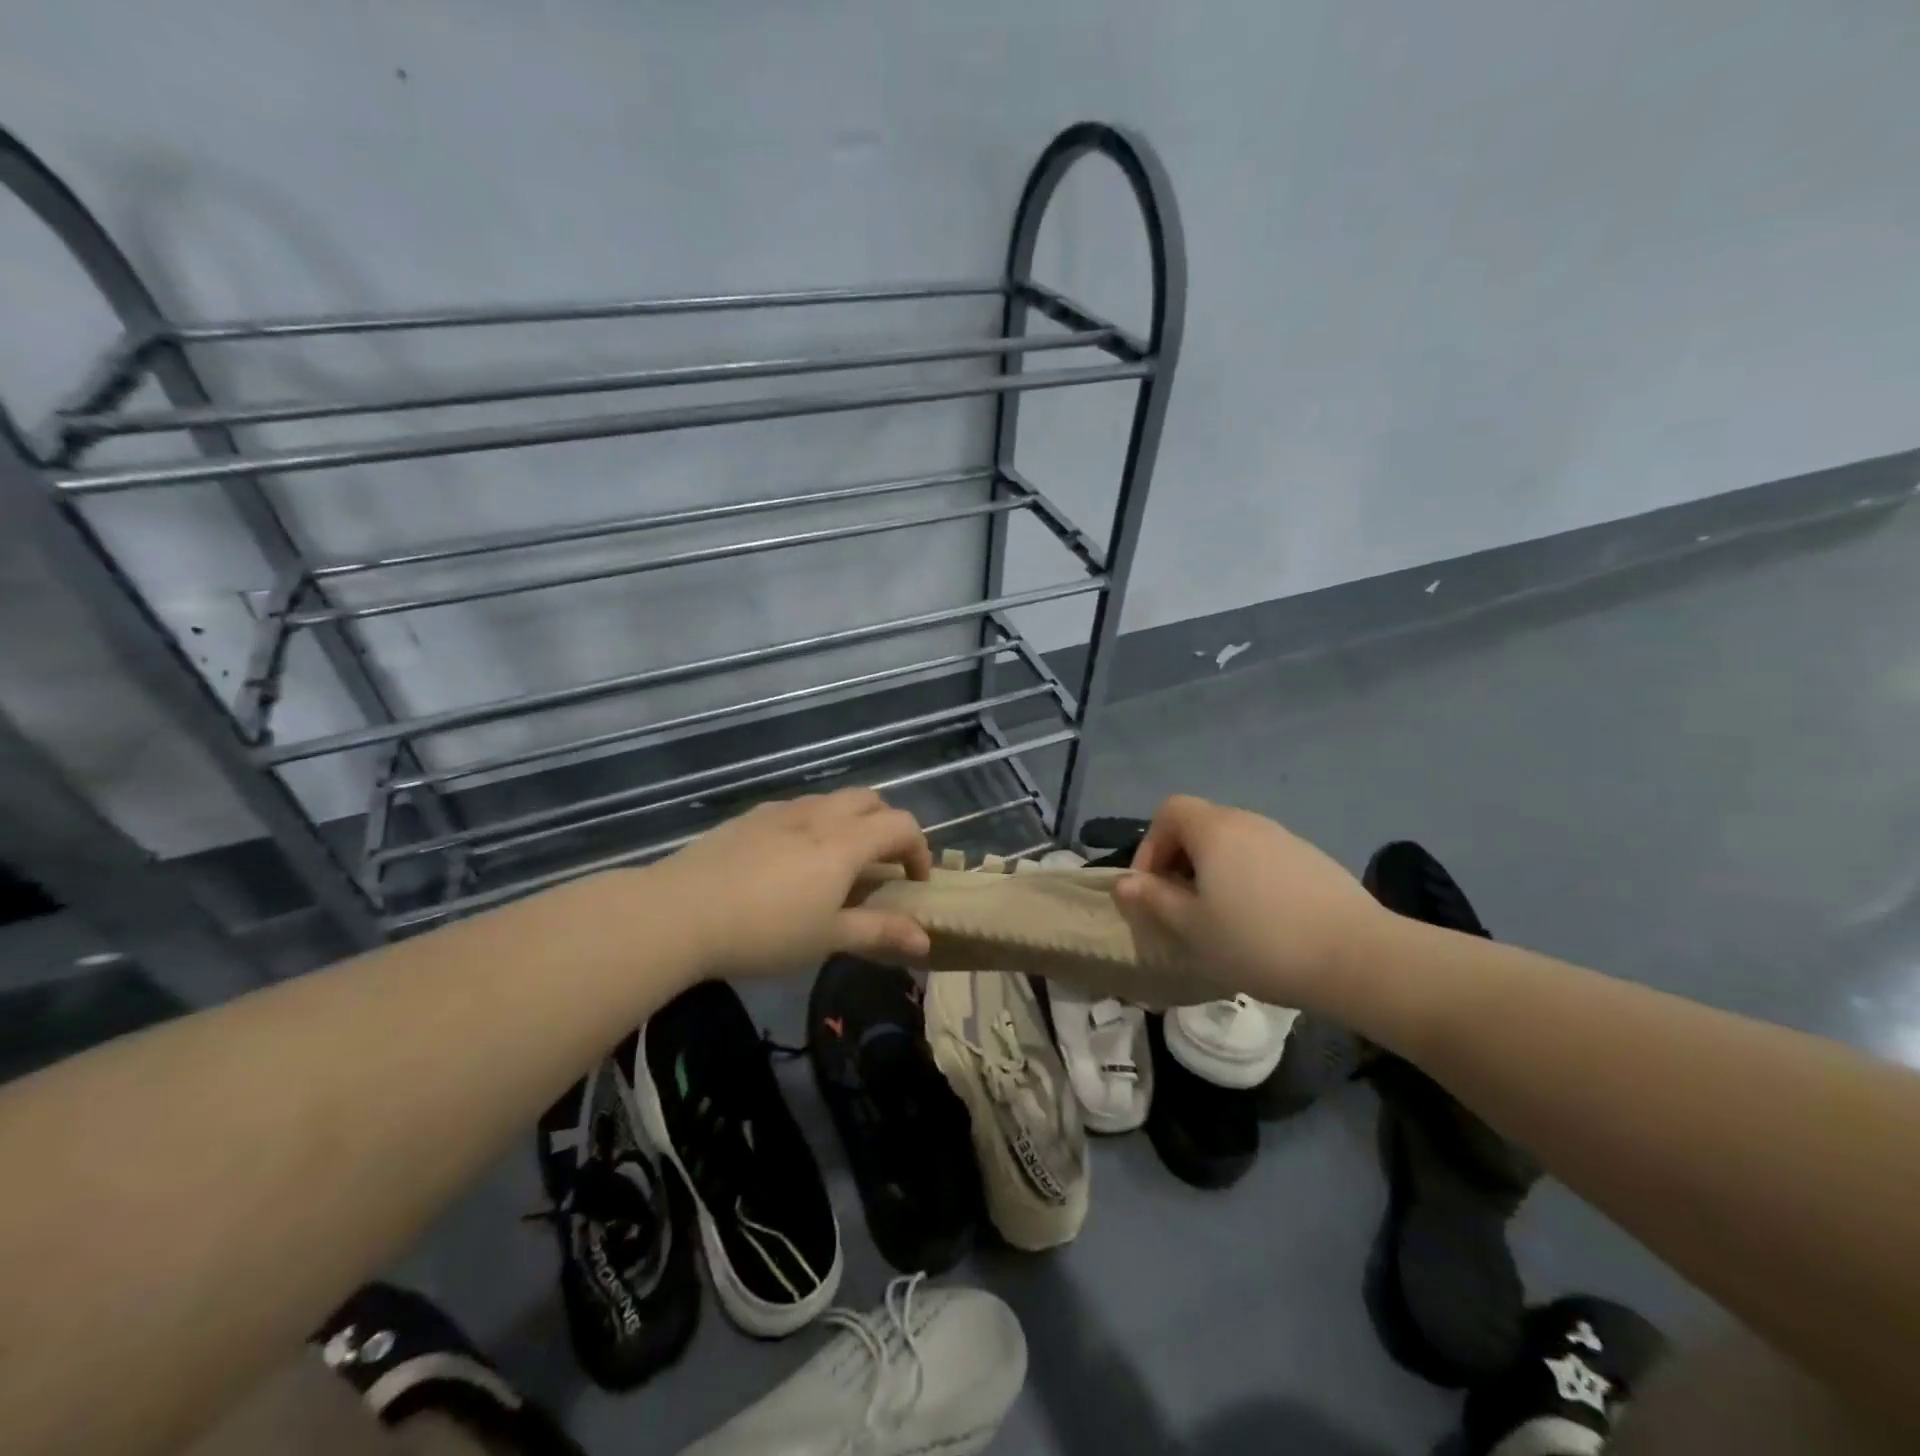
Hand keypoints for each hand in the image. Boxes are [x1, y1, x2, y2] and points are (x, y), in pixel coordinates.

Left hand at [646, 789, 932, 979]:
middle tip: (881, 866)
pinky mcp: (750, 817)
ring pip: (831, 801)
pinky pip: (797, 809)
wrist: (680, 913)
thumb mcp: (828, 939)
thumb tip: (925, 942)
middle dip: (887, 826)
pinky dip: (814, 824)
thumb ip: (879, 933)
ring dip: (850, 823)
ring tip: (835, 865)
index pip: (902, 825)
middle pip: (870, 800)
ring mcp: (781, 811)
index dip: (918, 850)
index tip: (914, 883)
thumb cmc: (765, 931)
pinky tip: (790, 861)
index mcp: (846, 842)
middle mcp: (819, 814)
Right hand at [1113, 795, 1382, 1008]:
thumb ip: (1153, 900)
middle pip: (1200, 825)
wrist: (1359, 958)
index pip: (1168, 811)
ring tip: (1219, 918)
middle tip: (1180, 906)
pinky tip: (1262, 922)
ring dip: (1214, 872)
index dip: (1150, 845)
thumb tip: (1124, 883)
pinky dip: (1247, 879)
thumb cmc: (1258, 940)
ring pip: (1233, 844)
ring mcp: (1285, 838)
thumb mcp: (1192, 927)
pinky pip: (1263, 859)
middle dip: (1180, 861)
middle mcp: (1249, 822)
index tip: (1152, 888)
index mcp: (1214, 830)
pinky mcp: (1313, 860)